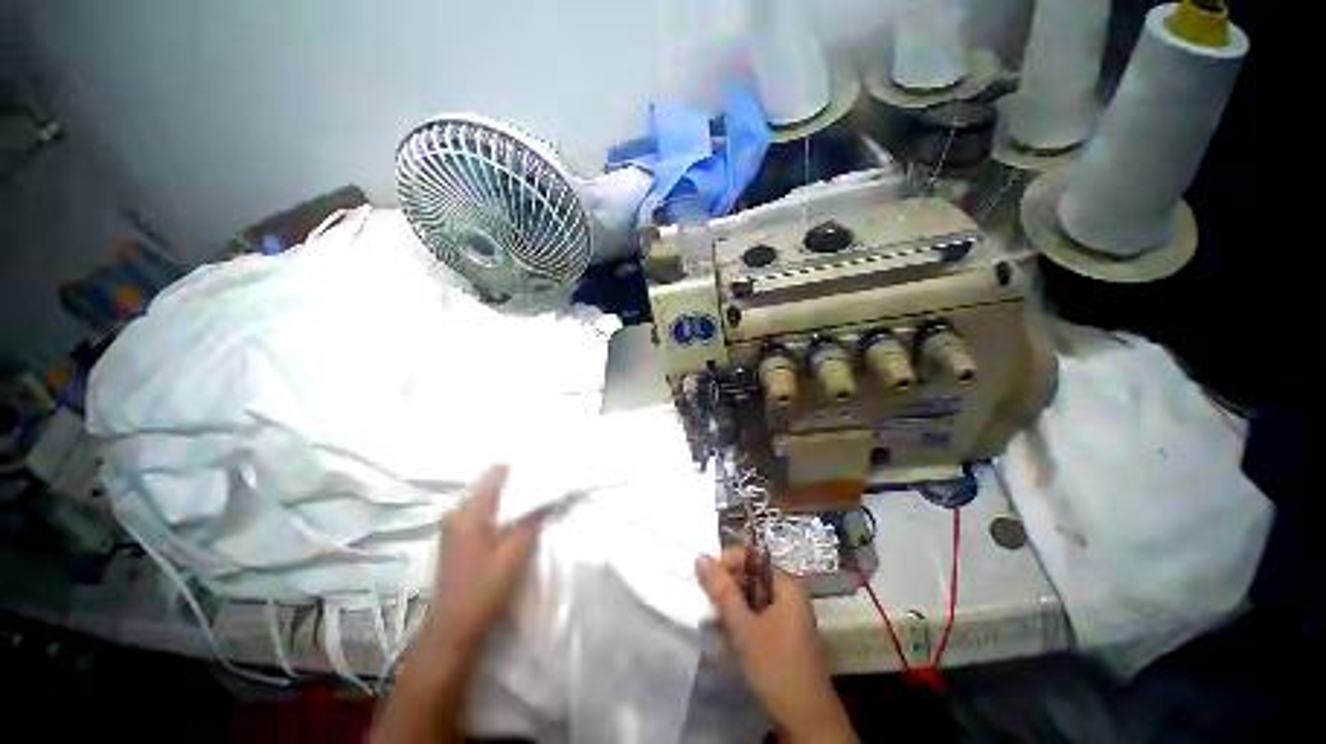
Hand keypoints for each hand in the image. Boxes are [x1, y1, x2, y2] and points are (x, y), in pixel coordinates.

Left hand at [422, 464, 542, 648]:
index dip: (519, 469)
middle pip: (490, 485)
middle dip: (517, 484)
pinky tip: (516, 521)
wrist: (452, 630)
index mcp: (469, 512)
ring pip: (486, 500)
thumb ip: (532, 521)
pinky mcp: (456, 541)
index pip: (495, 474)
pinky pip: (481, 514)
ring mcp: (453, 527)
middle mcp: (457, 513)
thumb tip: (548, 498)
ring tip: (534, 501)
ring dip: (509, 500)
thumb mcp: (515, 553)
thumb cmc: (484, 589)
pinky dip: (499, 513)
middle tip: (543, 486)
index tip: (542, 470)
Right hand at [696, 548, 856, 743]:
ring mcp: (789, 617)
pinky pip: (758, 616)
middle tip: (708, 600)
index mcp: (787, 586)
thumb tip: (701, 556)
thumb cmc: (776, 666)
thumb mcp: (743, 627)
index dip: (727, 562)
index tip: (706, 577)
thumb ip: (722, 590)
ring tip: (715, 618)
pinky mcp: (784, 636)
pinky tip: (728, 635)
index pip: (752, 559)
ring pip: (753, 599)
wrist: (806, 721)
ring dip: (732, 606)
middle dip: (728, 586)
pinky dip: (742, 621)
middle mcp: (790, 596)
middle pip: (752, 577)